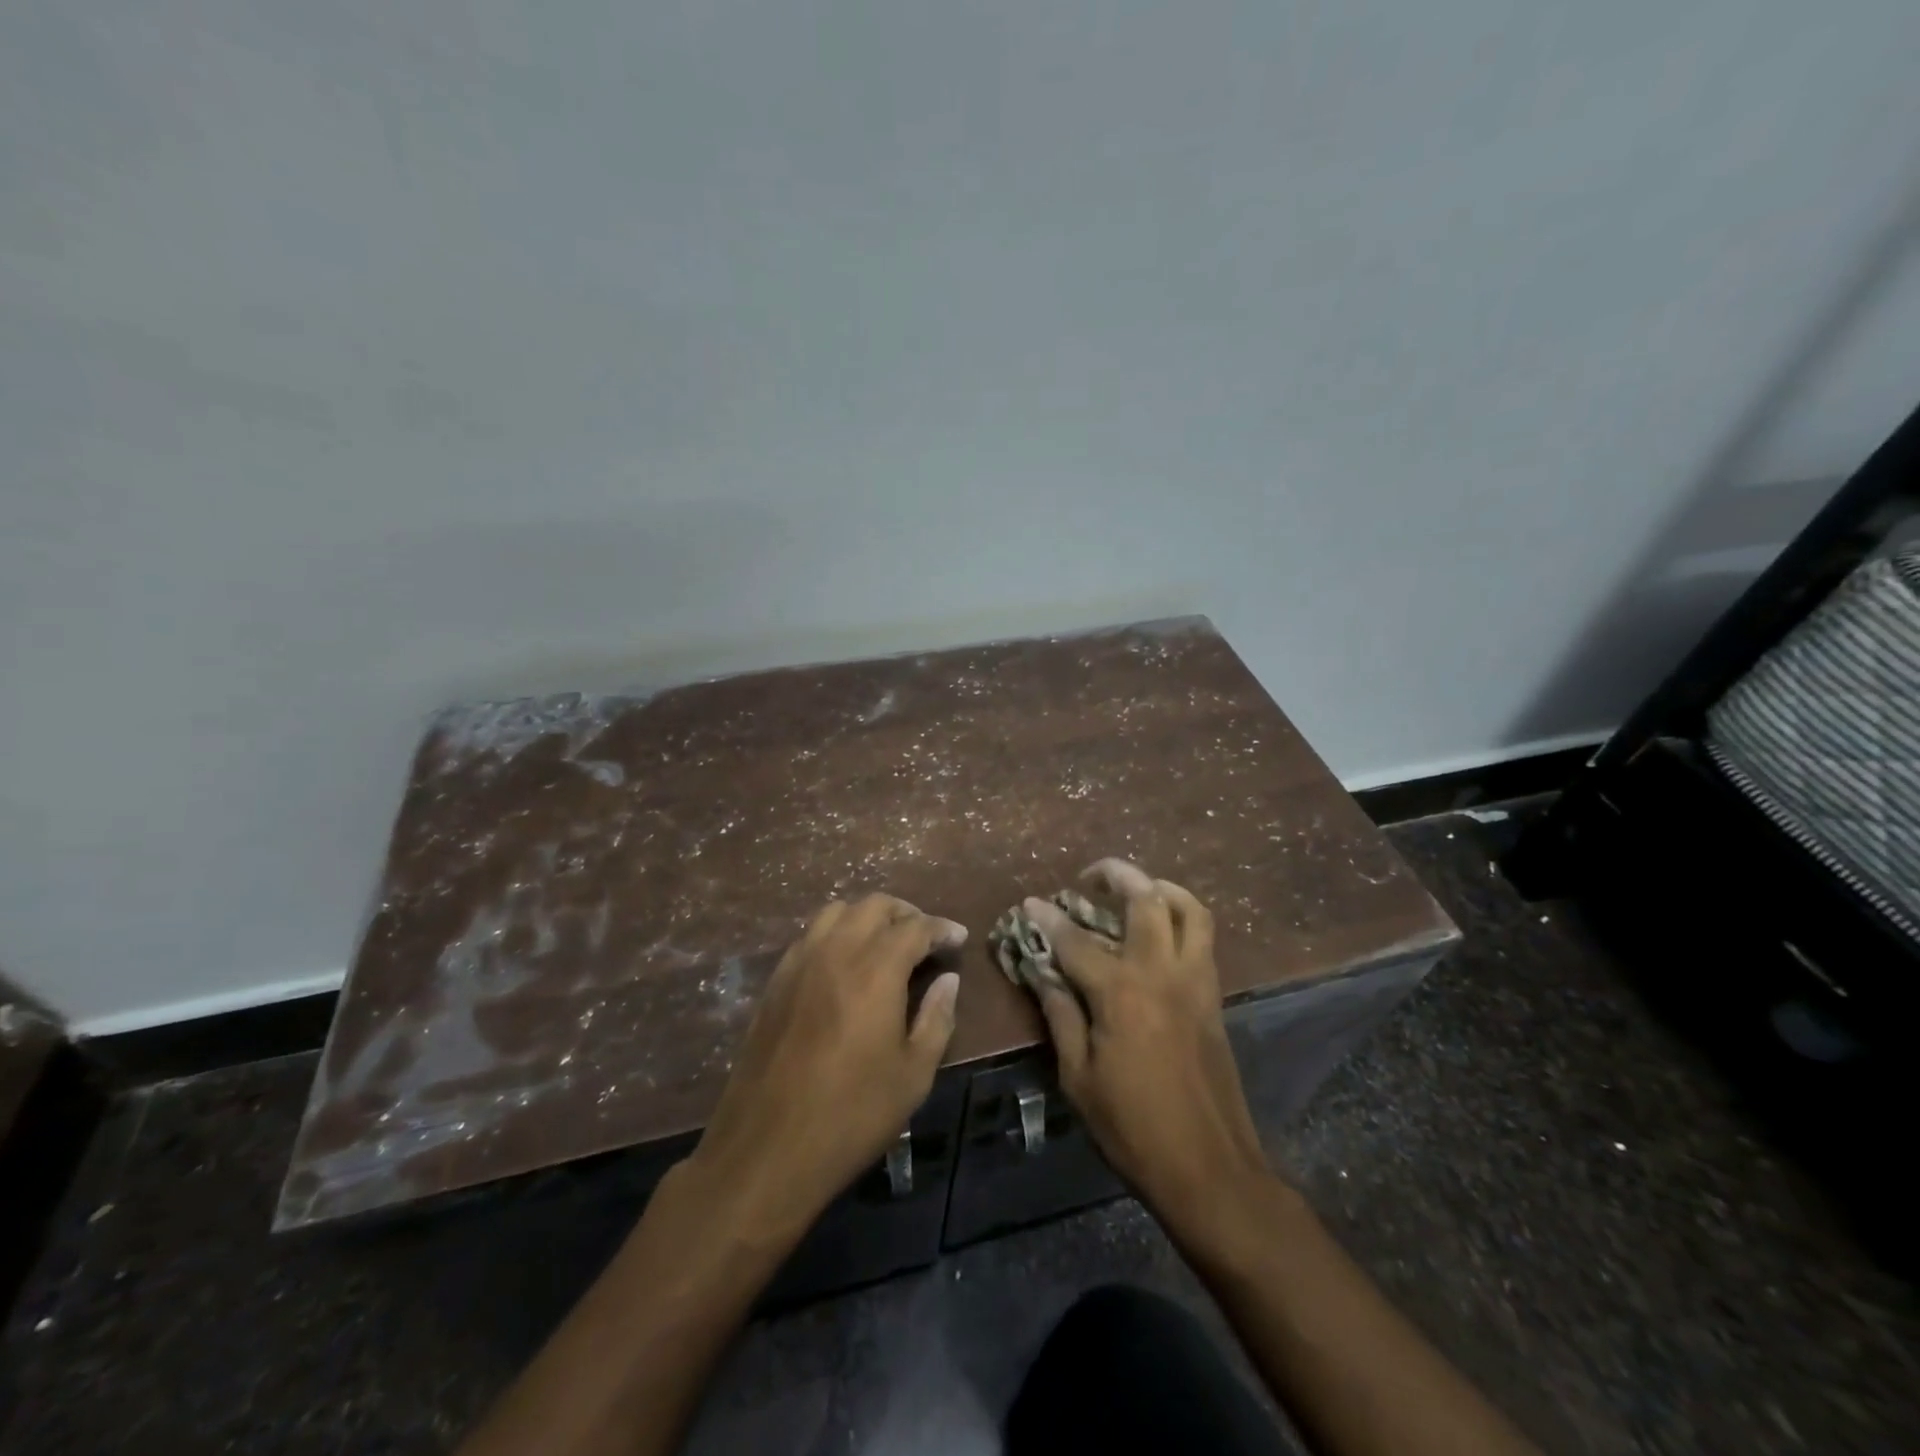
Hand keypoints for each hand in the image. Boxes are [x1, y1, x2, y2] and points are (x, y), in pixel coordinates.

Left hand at [675, 894, 965, 1246]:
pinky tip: (845, 965)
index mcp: (875, 970)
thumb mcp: (913, 1076)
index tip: (959, 939)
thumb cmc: (851, 1115)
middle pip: (874, 905)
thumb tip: (948, 981)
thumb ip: (936, 1019)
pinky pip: (810, 936)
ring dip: (867, 917)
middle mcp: (835, 952)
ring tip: (885, 944)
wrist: (766, 1149)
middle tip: (926, 939)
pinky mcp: (775, 982)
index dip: (941, 928)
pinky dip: (836, 934)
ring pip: (837, 912)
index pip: (915, 927)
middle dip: (906, 914)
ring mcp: (799, 963)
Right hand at [1025, 859, 1269, 1232]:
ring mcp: (1195, 980)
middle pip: (1144, 898)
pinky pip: (1204, 937)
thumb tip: (1043, 974)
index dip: (1047, 919)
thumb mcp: (1079, 1078)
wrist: (1210, 1168)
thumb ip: (1061, 1016)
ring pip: (1188, 908)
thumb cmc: (1133, 1128)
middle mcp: (1161, 972)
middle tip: (1089, 878)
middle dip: (1114, 875)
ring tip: (1135, 889)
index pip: (1075, 941)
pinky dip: (1183, 916)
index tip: (1030, 903)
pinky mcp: (1214, 996)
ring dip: (1159, 887)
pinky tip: (1160, 929)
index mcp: (1120, 993)